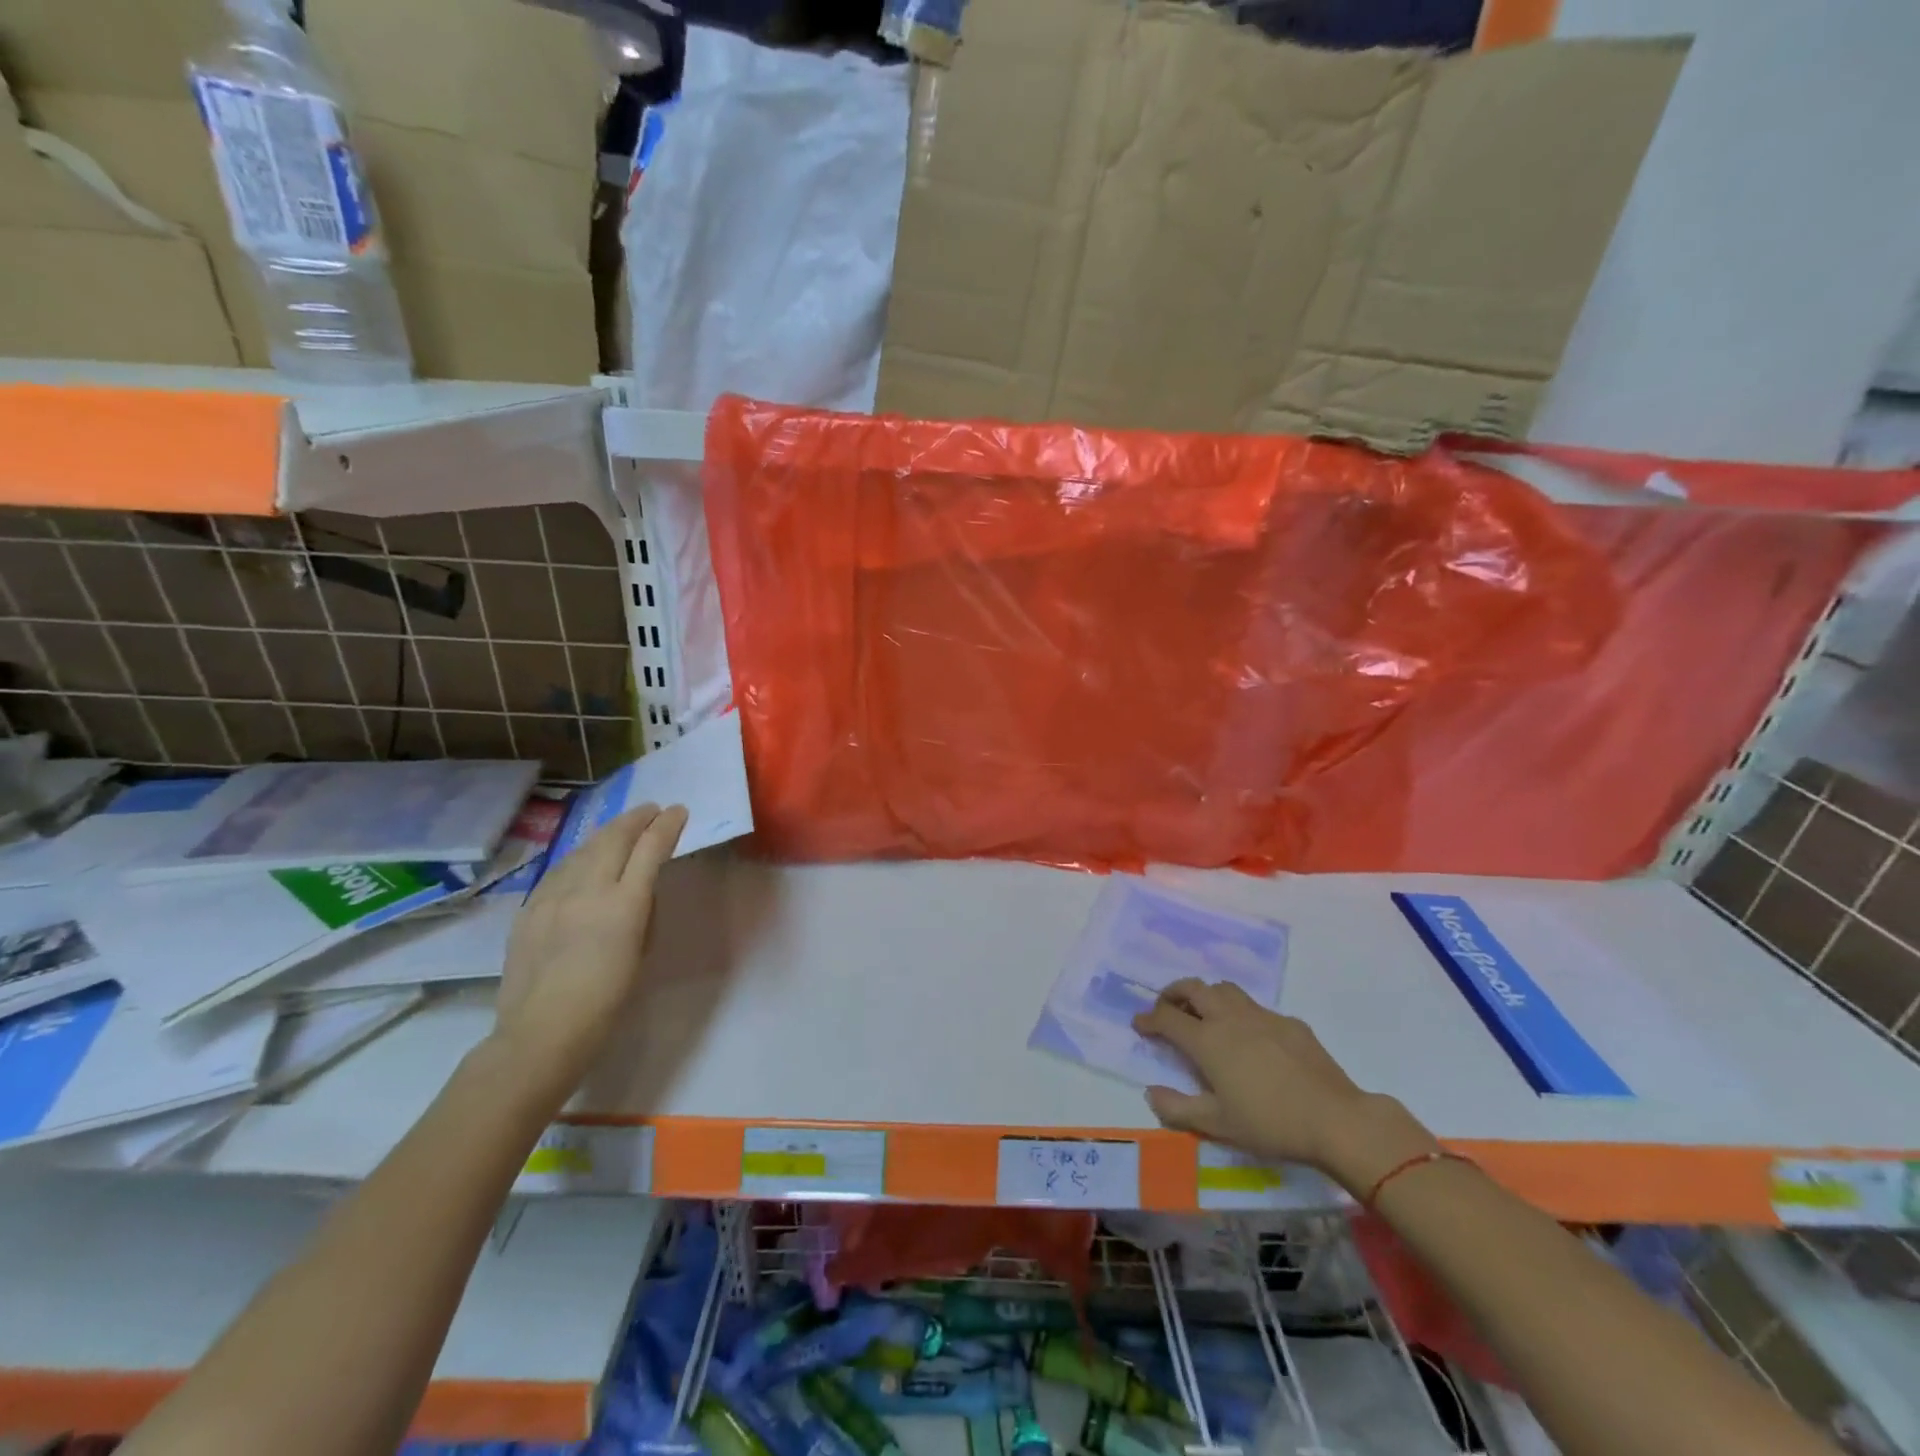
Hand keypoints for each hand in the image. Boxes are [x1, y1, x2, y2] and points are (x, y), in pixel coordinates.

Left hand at [492, 803, 687, 1100]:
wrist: (541, 1033)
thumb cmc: (607, 1002)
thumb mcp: (641, 952)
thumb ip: (642, 913)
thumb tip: (638, 890)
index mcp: (624, 905)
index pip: (650, 849)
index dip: (667, 826)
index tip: (679, 811)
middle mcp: (588, 890)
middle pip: (614, 838)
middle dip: (636, 818)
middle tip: (652, 809)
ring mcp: (553, 897)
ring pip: (583, 849)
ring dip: (607, 833)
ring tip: (621, 827)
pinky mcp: (529, 908)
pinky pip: (559, 870)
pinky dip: (579, 856)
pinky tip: (584, 857)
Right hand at [1133, 979, 1436, 1191]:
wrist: (1336, 1119)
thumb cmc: (1270, 1124)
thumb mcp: (1218, 1125)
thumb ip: (1177, 1108)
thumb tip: (1150, 1092)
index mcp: (1207, 1040)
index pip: (1167, 1017)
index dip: (1148, 1018)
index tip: (1139, 1024)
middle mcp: (1229, 1018)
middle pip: (1192, 988)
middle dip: (1172, 993)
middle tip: (1166, 1007)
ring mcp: (1261, 1016)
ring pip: (1224, 989)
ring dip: (1205, 994)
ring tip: (1203, 1013)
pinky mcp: (1289, 1022)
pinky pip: (1255, 1007)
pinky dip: (1239, 1012)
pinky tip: (1249, 1037)